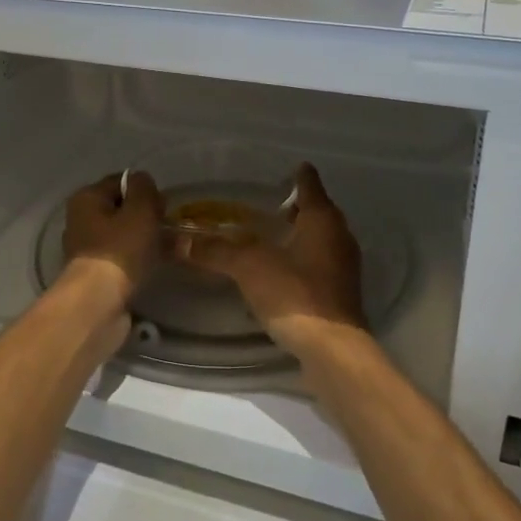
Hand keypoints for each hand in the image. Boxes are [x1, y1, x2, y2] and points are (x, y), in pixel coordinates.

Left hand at [61, 170, 163, 305]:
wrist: (98, 303)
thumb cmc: (120, 249)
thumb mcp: (140, 209)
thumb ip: (144, 188)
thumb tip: (142, 181)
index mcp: (86, 198)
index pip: (120, 182)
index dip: (145, 190)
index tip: (163, 206)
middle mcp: (81, 220)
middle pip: (122, 209)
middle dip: (148, 216)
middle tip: (168, 228)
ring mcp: (87, 249)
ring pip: (124, 235)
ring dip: (147, 239)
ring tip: (171, 249)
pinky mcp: (95, 274)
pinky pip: (123, 258)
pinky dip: (139, 260)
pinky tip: (157, 266)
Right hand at [178, 163, 366, 352]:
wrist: (331, 350)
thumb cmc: (295, 294)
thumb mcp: (249, 267)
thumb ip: (216, 250)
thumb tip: (178, 240)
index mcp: (323, 220)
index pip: (310, 185)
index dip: (296, 175)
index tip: (283, 170)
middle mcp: (339, 237)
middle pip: (317, 212)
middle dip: (294, 207)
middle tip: (265, 205)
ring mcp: (342, 267)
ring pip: (318, 240)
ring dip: (297, 236)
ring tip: (266, 237)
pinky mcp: (339, 294)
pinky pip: (317, 265)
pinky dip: (299, 262)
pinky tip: (277, 273)